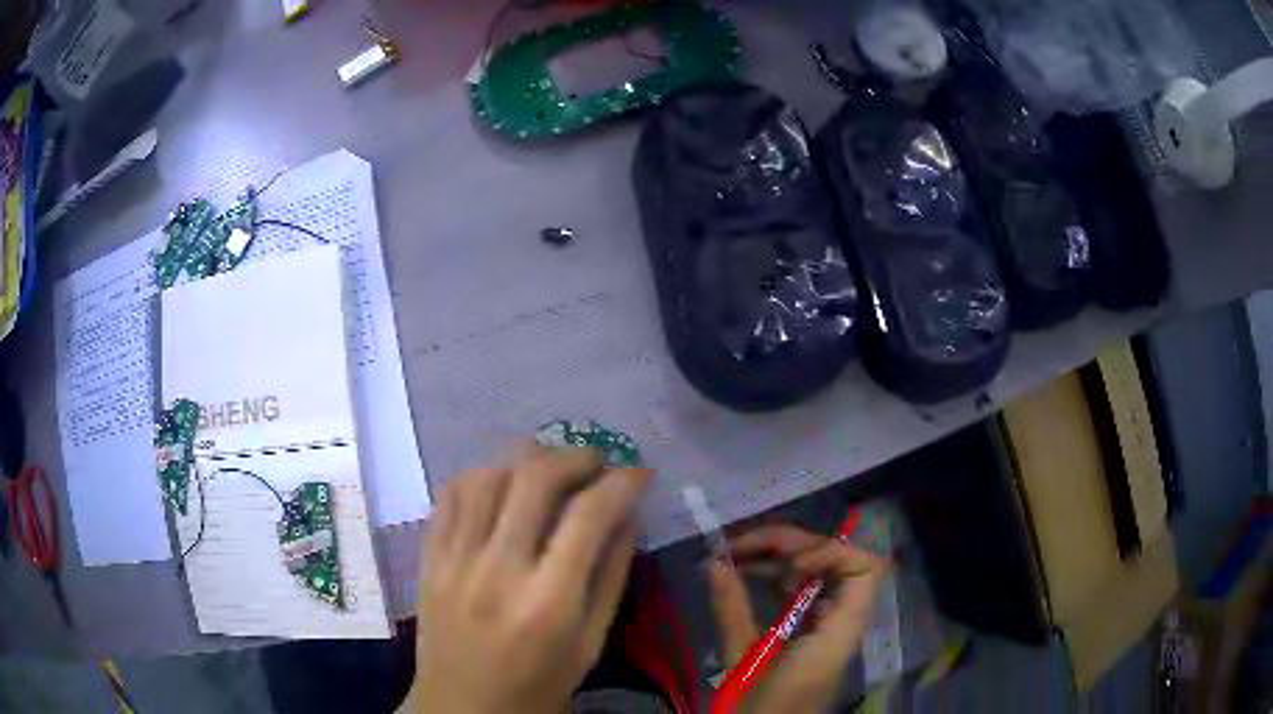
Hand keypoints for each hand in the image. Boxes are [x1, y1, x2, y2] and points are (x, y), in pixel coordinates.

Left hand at [401, 446, 649, 713]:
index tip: (638, 473)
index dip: (621, 483)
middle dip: (574, 457)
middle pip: (534, 479)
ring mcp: (455, 561)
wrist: (463, 708)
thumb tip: (628, 515)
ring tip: (548, 469)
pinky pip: (449, 496)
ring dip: (524, 460)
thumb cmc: (538, 686)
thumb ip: (610, 576)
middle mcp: (498, 571)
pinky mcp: (429, 559)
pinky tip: (500, 485)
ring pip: (487, 476)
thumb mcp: (590, 643)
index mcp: (548, 602)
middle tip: (595, 462)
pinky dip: (480, 477)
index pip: (589, 516)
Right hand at [708, 523, 890, 713]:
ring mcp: (827, 629)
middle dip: (790, 546)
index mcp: (838, 632)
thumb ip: (733, 611)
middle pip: (836, 563)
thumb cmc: (760, 710)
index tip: (788, 561)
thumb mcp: (743, 663)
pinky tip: (742, 578)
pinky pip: (802, 595)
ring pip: (817, 576)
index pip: (865, 569)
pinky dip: (775, 580)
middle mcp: (841, 623)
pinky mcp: (809, 637)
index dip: (831, 552)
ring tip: (732, 557)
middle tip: (739, 546)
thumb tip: (716, 563)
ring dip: (778, 559)